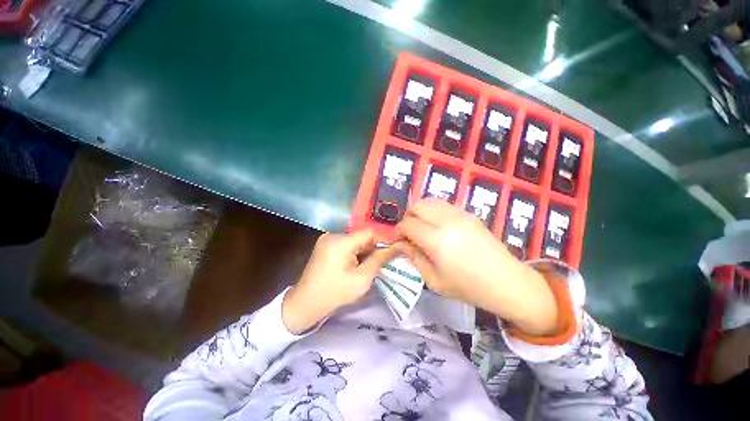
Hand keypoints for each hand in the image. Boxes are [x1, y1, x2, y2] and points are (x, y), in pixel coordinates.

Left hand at [282, 229, 397, 333]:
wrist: (305, 304)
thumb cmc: (334, 293)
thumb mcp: (361, 279)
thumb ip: (379, 260)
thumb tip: (396, 247)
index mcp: (340, 242)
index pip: (369, 232)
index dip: (383, 240)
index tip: (394, 251)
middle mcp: (333, 235)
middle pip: (361, 236)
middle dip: (374, 247)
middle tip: (385, 261)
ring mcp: (328, 239)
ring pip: (355, 240)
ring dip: (365, 250)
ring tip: (373, 264)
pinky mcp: (326, 245)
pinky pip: (347, 244)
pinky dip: (356, 252)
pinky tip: (359, 264)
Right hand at [395, 198, 557, 335]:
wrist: (507, 282)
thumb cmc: (469, 288)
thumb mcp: (434, 281)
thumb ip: (414, 258)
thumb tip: (400, 244)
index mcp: (438, 241)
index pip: (408, 224)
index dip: (398, 231)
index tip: (398, 240)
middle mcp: (448, 222)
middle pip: (417, 206)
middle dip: (408, 217)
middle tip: (409, 233)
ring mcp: (460, 215)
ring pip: (430, 201)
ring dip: (420, 212)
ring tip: (422, 228)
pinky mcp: (469, 214)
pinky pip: (443, 205)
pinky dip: (433, 211)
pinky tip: (437, 226)